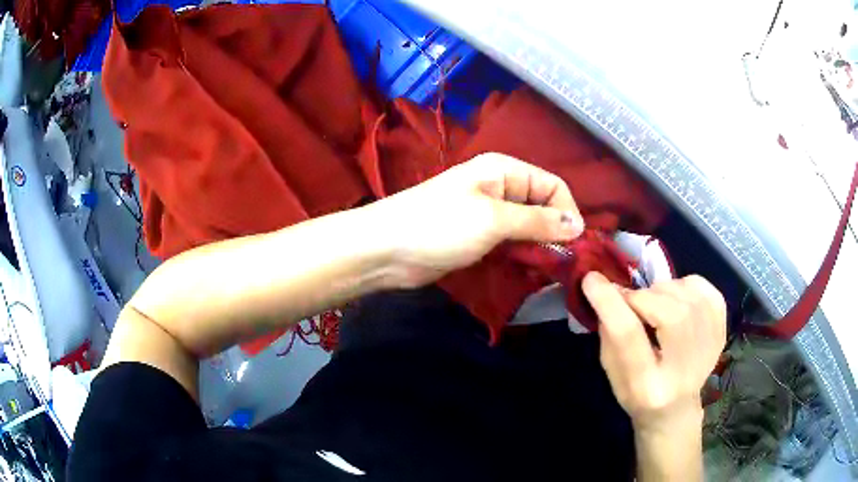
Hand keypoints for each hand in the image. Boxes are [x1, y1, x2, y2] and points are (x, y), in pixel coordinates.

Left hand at [369, 153, 584, 287]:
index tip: (576, 245)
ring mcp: (489, 214)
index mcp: (505, 170)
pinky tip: (529, 270)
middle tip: (564, 263)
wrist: (387, 249)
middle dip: (556, 232)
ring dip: (541, 246)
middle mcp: (500, 188)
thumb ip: (539, 221)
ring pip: (529, 227)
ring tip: (549, 269)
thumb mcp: (494, 219)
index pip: (553, 185)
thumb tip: (579, 224)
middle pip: (543, 206)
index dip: (568, 212)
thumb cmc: (440, 225)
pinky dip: (523, 255)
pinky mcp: (479, 238)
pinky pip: (512, 243)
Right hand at [582, 272, 726, 432]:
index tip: (592, 279)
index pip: (629, 337)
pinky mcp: (720, 329)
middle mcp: (684, 368)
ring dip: (661, 291)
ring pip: (687, 297)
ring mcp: (709, 347)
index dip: (610, 303)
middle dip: (642, 298)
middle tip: (630, 301)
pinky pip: (703, 289)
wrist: (676, 409)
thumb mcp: (612, 372)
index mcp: (647, 387)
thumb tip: (607, 289)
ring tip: (653, 305)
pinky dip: (684, 285)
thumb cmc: (637, 393)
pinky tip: (676, 300)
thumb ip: (609, 333)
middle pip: (668, 313)